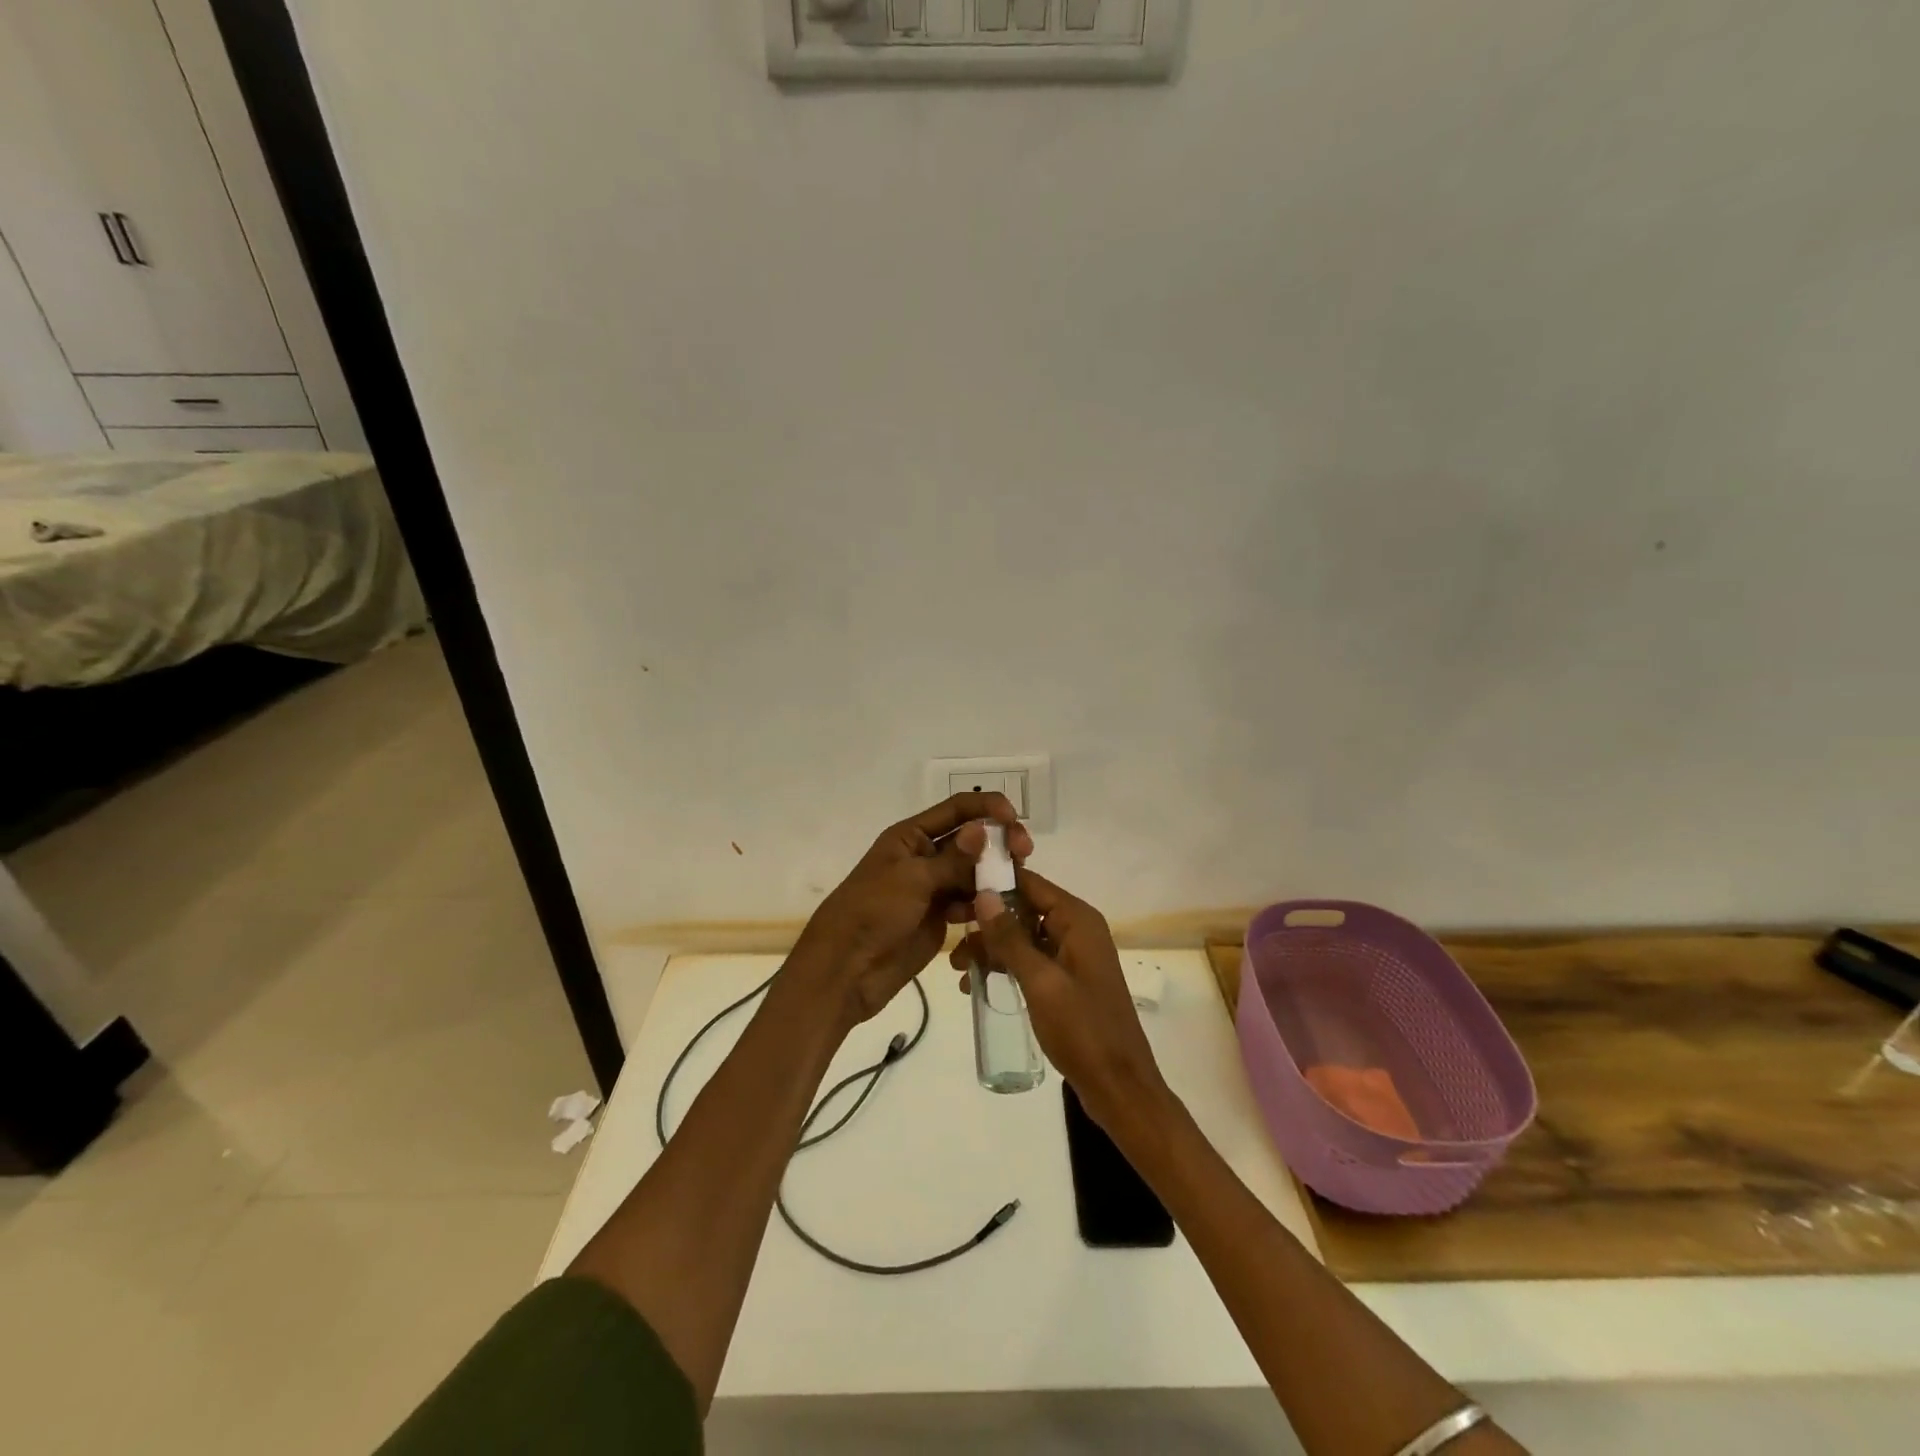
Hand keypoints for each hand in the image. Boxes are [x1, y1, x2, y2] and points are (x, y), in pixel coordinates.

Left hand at [791, 793, 1033, 1027]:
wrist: (846, 969)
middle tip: (1023, 853)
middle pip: (971, 840)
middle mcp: (925, 856)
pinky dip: (984, 903)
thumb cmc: (873, 912)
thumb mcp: (913, 879)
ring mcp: (933, 888)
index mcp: (911, 836)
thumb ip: (953, 858)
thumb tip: (983, 828)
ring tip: (1014, 884)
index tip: (1014, 818)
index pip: (956, 809)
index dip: (986, 807)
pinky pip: (970, 902)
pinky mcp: (940, 917)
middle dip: (998, 842)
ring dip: (995, 874)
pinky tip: (995, 910)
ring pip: (974, 872)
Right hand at [952, 869, 1170, 1131]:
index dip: (993, 883)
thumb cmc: (1082, 1029)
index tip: (955, 891)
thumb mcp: (1040, 981)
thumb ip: (1010, 938)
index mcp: (1077, 920)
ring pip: (1023, 936)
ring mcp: (1073, 956)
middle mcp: (1077, 929)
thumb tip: (984, 894)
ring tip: (959, 970)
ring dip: (991, 948)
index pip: (1030, 883)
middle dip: (987, 921)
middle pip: (1024, 908)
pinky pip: (1031, 960)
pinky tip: (976, 985)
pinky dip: (1006, 967)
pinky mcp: (1067, 980)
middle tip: (949, 934)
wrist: (1119, 1088)